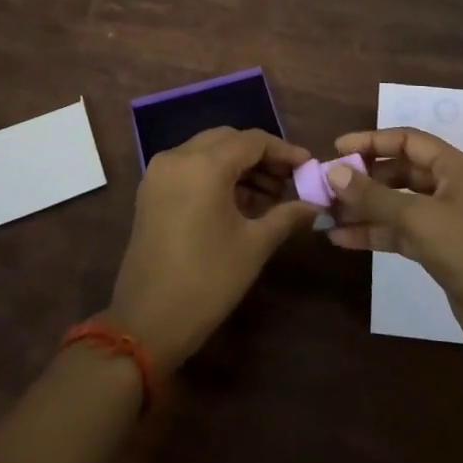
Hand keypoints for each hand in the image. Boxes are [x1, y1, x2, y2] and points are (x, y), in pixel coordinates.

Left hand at [107, 127, 319, 372]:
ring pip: (207, 152)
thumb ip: (286, 215)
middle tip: (289, 180)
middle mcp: (178, 157)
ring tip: (269, 196)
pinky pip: (190, 168)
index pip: (252, 141)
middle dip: (260, 156)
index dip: (283, 151)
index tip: (307, 166)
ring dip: (238, 166)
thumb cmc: (207, 281)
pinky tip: (238, 202)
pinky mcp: (151, 191)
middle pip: (227, 140)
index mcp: (204, 165)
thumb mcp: (254, 245)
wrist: (147, 322)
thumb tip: (315, 205)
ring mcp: (159, 173)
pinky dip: (215, 175)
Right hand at [326, 127, 462, 372]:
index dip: (371, 141)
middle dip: (363, 178)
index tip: (337, 148)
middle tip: (327, 186)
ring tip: (327, 214)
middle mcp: (450, 187)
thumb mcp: (418, 218)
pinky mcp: (440, 250)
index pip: (407, 140)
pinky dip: (374, 233)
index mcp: (454, 167)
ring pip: (396, 204)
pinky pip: (400, 232)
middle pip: (399, 172)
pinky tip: (343, 239)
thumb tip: (333, 171)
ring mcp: (445, 220)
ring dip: (364, 208)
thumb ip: (373, 196)